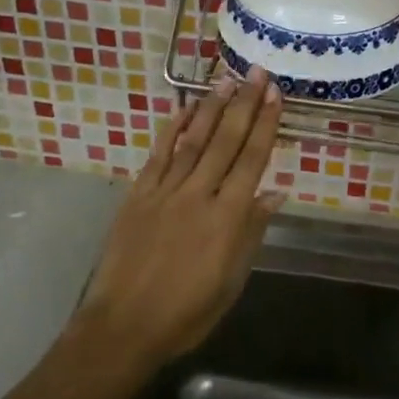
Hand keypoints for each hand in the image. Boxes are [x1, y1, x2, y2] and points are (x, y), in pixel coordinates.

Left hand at [71, 68, 284, 370]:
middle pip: (225, 141)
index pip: (252, 160)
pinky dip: (172, 131)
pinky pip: (158, 156)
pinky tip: (184, 110)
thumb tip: (274, 194)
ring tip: (226, 81)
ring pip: (193, 141)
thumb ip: (251, 233)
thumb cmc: (187, 313)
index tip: (275, 95)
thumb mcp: (231, 281)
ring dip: (212, 109)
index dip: (265, 125)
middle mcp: (198, 195)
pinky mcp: (138, 196)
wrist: (124, 326)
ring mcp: (165, 192)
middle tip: (256, 72)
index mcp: (227, 218)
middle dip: (244, 104)